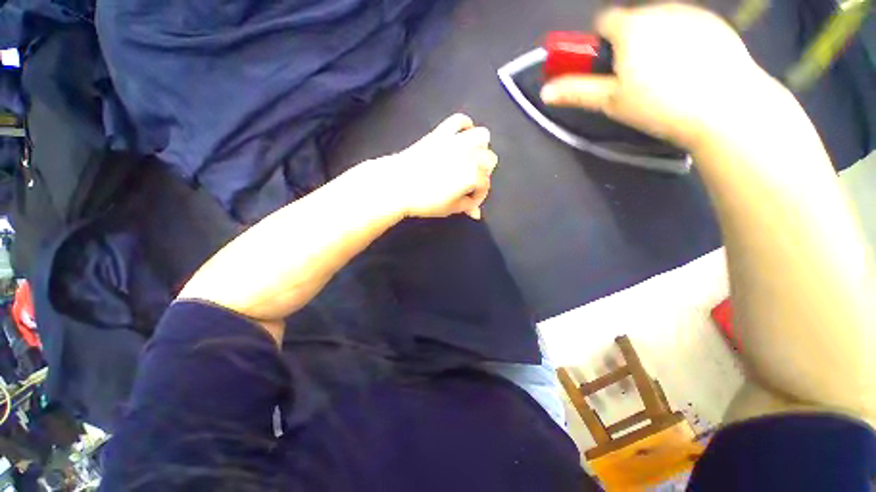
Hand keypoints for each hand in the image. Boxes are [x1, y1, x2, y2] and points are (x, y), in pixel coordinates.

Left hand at [385, 113, 496, 219]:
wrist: (397, 184)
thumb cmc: (424, 200)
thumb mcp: (449, 208)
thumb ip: (466, 207)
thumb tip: (476, 213)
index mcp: (473, 175)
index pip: (485, 185)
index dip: (478, 197)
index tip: (469, 203)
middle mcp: (469, 155)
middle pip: (489, 160)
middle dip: (483, 173)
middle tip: (469, 184)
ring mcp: (456, 141)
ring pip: (482, 137)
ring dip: (480, 148)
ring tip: (469, 160)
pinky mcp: (441, 132)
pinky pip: (459, 120)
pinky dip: (465, 126)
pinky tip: (462, 136)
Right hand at [541, 4, 776, 149]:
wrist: (725, 107)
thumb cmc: (658, 105)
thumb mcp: (611, 102)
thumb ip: (577, 91)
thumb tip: (545, 92)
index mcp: (631, 28)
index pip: (604, 21)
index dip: (599, 43)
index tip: (605, 66)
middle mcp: (659, 10)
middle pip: (632, 21)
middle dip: (627, 43)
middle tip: (634, 77)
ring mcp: (690, 13)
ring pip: (659, 22)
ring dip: (653, 41)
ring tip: (664, 75)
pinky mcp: (715, 23)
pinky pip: (686, 25)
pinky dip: (680, 40)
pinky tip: (689, 68)